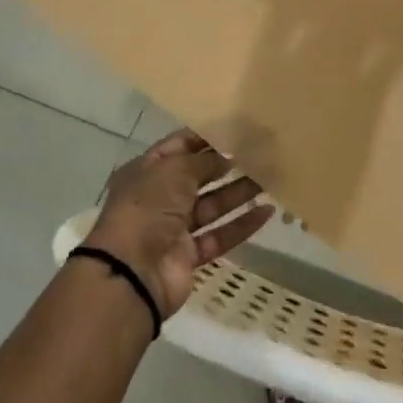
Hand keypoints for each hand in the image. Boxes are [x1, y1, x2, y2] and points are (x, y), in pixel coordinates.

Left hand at [83, 130, 269, 317]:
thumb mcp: (174, 171)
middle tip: (257, 154)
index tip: (234, 130)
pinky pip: (220, 235)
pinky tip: (267, 211)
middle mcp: (159, 198)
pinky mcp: (190, 255)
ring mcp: (174, 229)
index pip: (178, 148)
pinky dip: (242, 225)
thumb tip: (226, 157)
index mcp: (145, 172)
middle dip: (225, 166)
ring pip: (212, 206)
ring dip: (238, 193)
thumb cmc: (148, 208)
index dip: (204, 138)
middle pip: (197, 177)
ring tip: (269, 179)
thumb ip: (203, 161)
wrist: (133, 273)